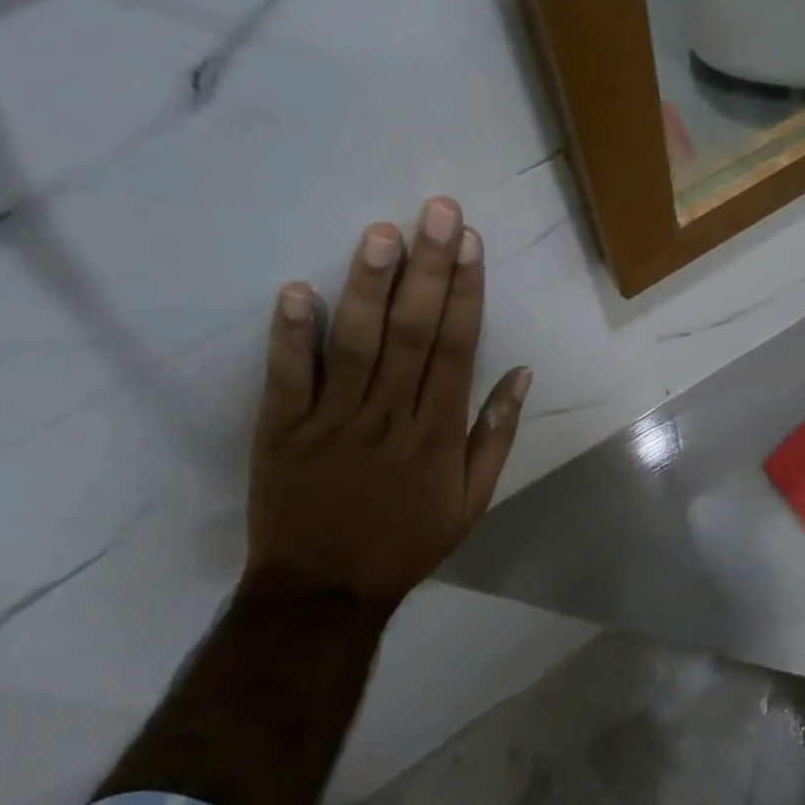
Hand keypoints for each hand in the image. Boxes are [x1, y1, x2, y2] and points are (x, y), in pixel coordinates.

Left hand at [243, 196, 531, 616]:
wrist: (323, 592)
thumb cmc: (405, 542)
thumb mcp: (472, 501)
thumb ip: (496, 435)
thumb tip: (522, 373)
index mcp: (438, 434)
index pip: (458, 349)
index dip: (467, 292)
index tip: (471, 243)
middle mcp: (391, 417)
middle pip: (414, 332)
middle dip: (429, 268)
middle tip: (437, 212)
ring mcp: (333, 422)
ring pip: (356, 345)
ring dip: (368, 286)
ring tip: (381, 233)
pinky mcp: (282, 431)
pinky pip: (288, 379)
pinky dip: (291, 336)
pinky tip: (296, 290)